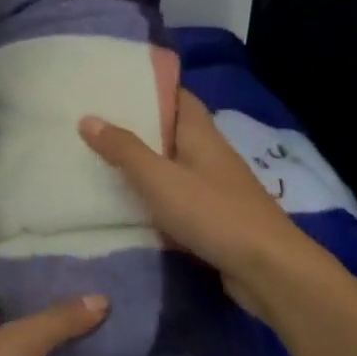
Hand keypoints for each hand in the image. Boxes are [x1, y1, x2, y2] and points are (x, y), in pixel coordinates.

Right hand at [78, 89, 318, 316]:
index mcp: (201, 134)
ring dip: (143, 163)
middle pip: (170, 130)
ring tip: (99, 159)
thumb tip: (87, 118)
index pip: (177, 96)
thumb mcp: (159, 178)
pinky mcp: (214, 217)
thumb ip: (124, 149)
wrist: (269, 270)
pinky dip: (153, 196)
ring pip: (172, 165)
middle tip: (93, 123)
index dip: (149, 87)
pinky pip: (177, 197)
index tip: (113, 85)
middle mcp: (210, 154)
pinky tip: (126, 204)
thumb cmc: (213, 213)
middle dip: (136, 126)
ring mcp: (215, 187)